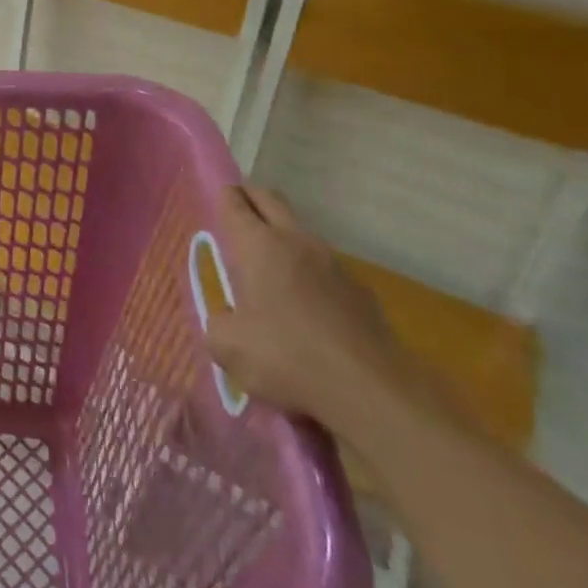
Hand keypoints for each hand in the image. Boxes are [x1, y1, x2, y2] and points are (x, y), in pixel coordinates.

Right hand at [203, 185, 415, 436]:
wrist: (371, 390)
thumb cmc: (287, 357)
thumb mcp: (228, 347)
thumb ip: (218, 324)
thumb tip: (226, 320)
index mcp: (258, 246)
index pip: (235, 203)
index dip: (223, 197)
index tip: (216, 199)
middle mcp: (296, 242)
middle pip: (271, 200)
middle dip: (251, 197)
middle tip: (237, 208)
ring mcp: (334, 263)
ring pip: (301, 232)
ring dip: (283, 236)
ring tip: (269, 264)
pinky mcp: (360, 290)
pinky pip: (325, 267)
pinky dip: (309, 273)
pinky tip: (306, 305)